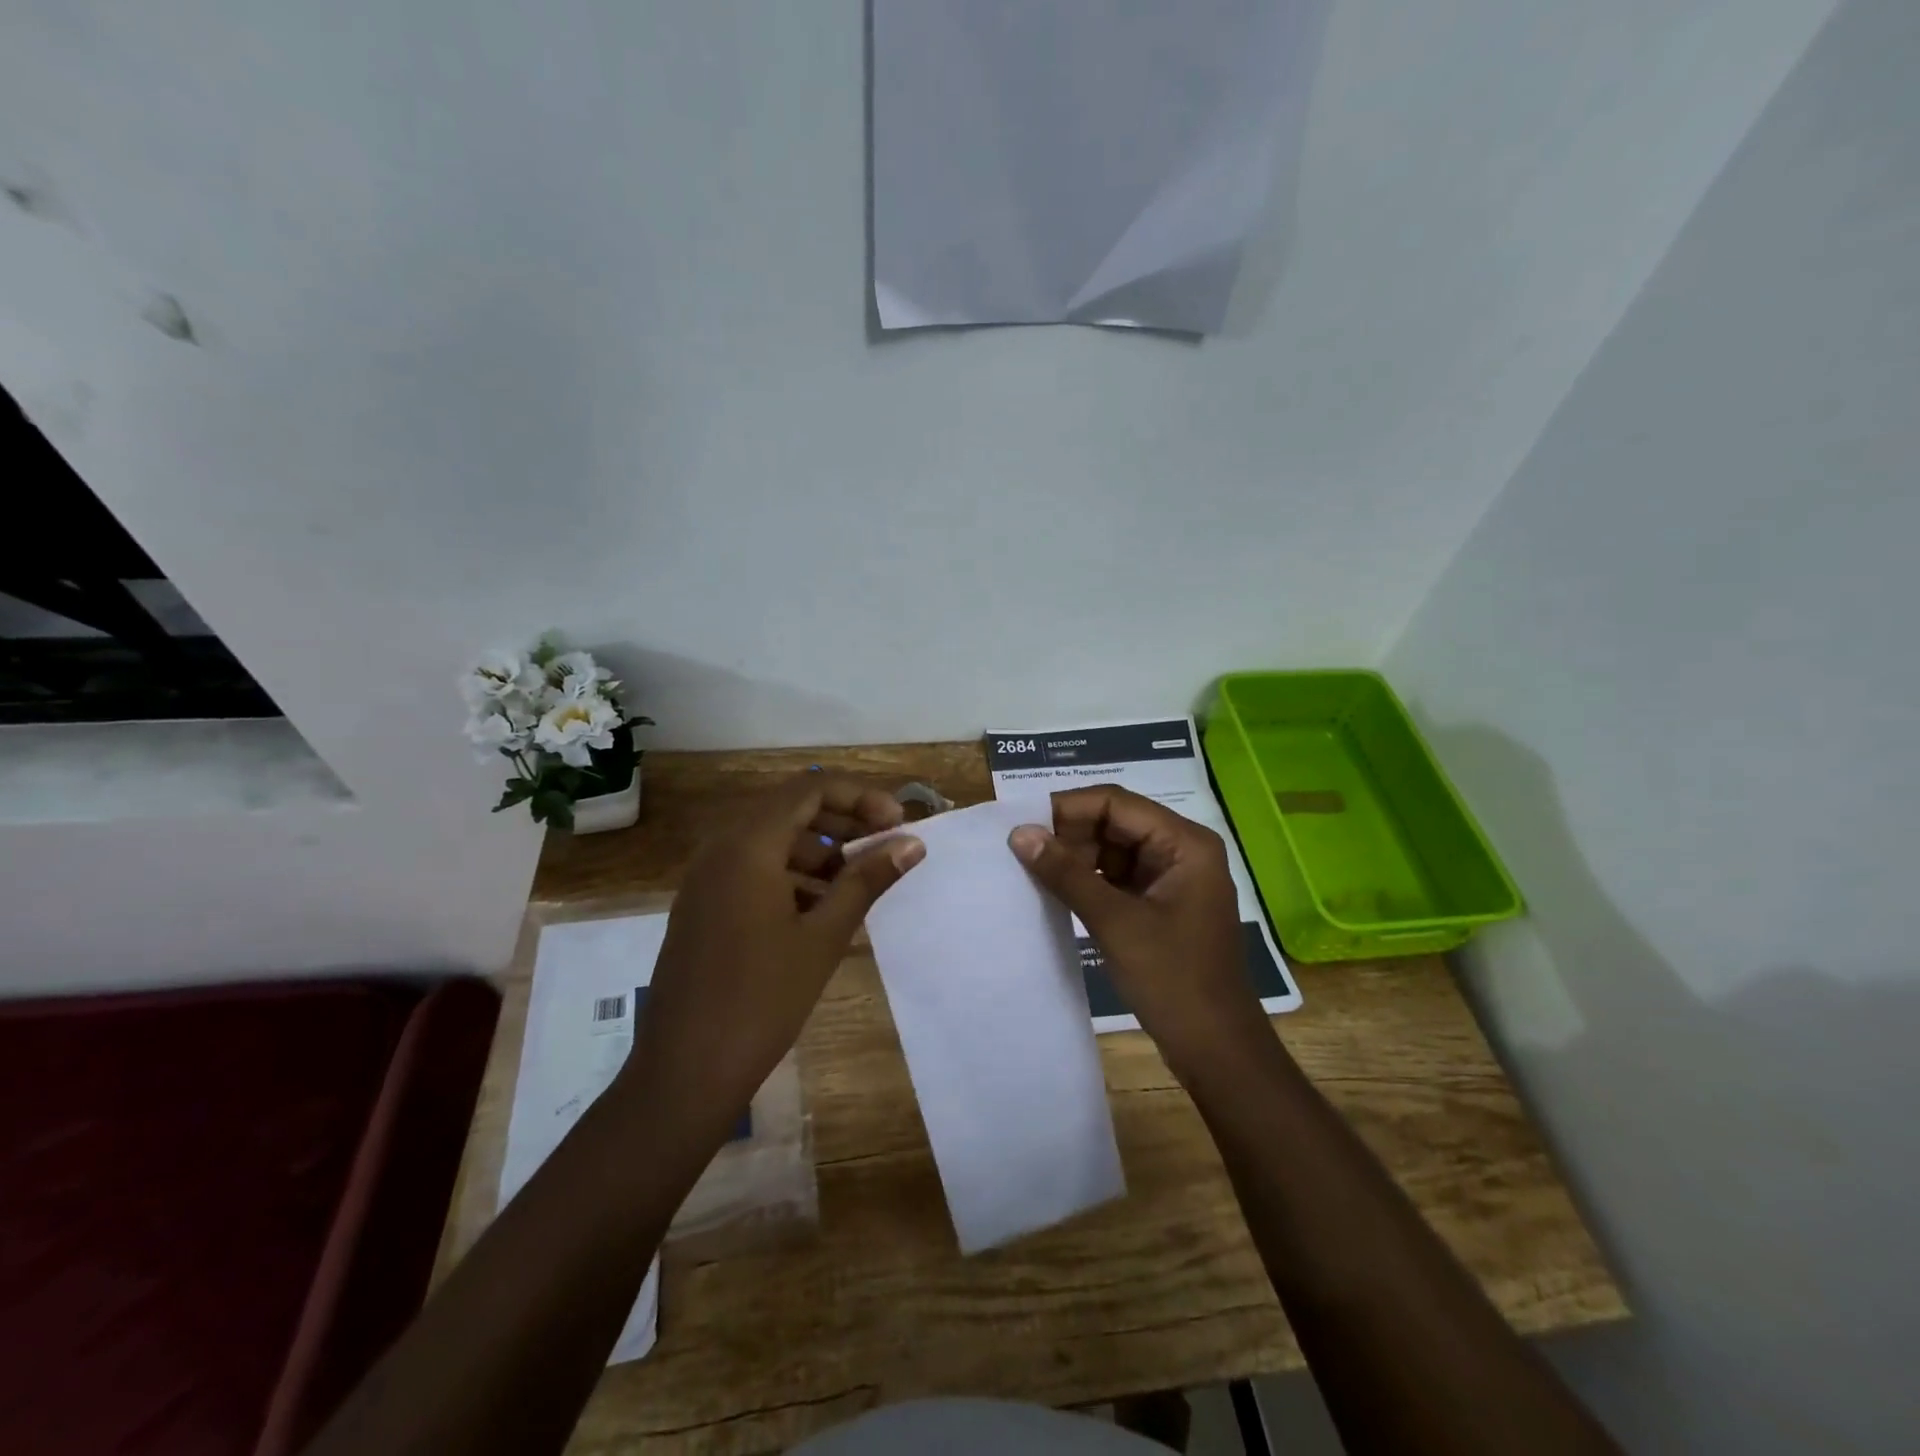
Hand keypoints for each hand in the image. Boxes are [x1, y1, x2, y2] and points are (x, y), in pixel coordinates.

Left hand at [621, 773, 923, 1149]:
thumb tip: (912, 844)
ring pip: (772, 840)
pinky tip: (821, 909)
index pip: (810, 788)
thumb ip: (867, 880)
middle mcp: (722, 848)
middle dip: (843, 821)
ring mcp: (707, 878)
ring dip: (819, 850)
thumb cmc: (761, 999)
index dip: (860, 797)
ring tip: (858, 882)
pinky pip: (753, 869)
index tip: (897, 824)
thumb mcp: (824, 936)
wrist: (685, 1071)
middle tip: (885, 846)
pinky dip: (792, 874)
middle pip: (791, 809)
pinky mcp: (704, 906)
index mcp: (748, 844)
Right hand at [1009, 785, 1271, 1078]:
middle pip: (1115, 822)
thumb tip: (1019, 833)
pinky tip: (1056, 891)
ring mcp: (1172, 878)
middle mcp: (1181, 850)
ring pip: (1113, 850)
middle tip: (1022, 850)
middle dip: (1070, 834)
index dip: (1067, 808)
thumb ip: (1066, 874)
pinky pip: (1117, 877)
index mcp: (1184, 842)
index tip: (1021, 822)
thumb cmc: (1173, 980)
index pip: (1116, 803)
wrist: (1216, 1050)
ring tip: (1032, 870)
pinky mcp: (1161, 904)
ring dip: (1076, 858)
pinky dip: (1088, 881)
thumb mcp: (1115, 922)